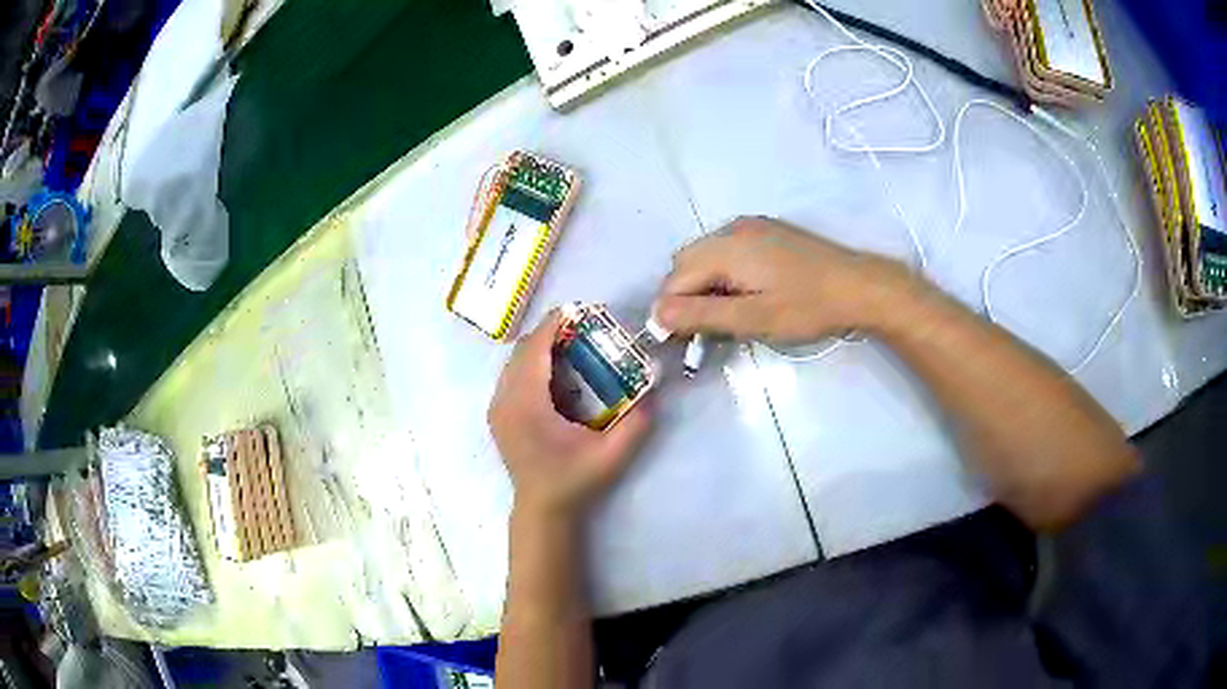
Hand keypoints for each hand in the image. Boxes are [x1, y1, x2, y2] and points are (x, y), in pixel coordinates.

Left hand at [489, 311, 652, 518]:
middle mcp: (504, 401)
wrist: (542, 510)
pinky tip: (556, 376)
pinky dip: (531, 366)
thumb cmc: (573, 481)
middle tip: (580, 328)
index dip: (553, 325)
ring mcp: (497, 409)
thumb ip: (636, 423)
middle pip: (521, 351)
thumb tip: (655, 390)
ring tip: (570, 346)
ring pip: (513, 363)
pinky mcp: (498, 416)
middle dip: (548, 334)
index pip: (533, 351)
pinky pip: (512, 377)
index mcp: (525, 405)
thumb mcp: (611, 455)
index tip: (577, 310)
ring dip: (539, 349)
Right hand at [654, 216, 911, 342]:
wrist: (859, 286)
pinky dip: (722, 272)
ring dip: (703, 284)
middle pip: (686, 262)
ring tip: (726, 313)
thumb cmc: (807, 307)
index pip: (676, 277)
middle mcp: (732, 229)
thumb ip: (702, 315)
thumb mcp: (754, 319)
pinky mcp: (766, 231)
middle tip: (705, 329)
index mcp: (726, 247)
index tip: (683, 341)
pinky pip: (727, 249)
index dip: (672, 310)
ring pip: (706, 255)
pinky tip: (744, 292)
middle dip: (685, 295)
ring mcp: (751, 227)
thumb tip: (657, 314)